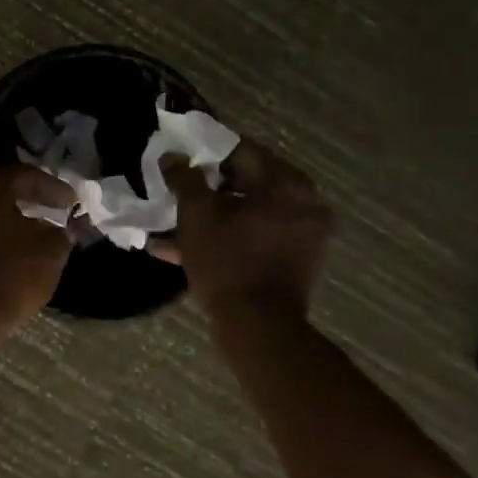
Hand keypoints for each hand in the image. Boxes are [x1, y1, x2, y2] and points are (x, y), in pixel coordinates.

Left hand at [0, 149, 72, 365]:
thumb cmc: (9, 273)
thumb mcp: (49, 250)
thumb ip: (59, 231)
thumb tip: (60, 228)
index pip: (25, 175)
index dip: (52, 188)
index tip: (71, 202)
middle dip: (23, 194)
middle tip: (47, 205)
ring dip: (1, 211)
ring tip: (26, 225)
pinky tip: (3, 241)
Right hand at [157, 139, 332, 319]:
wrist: (258, 327)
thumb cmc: (227, 262)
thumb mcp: (196, 215)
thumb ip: (184, 179)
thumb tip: (173, 157)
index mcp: (286, 183)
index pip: (241, 150)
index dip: (205, 153)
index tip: (179, 158)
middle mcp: (304, 202)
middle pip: (246, 181)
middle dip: (207, 187)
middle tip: (176, 190)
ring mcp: (303, 233)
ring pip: (248, 212)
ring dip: (213, 215)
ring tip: (174, 222)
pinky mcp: (295, 259)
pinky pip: (256, 235)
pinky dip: (227, 236)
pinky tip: (185, 247)